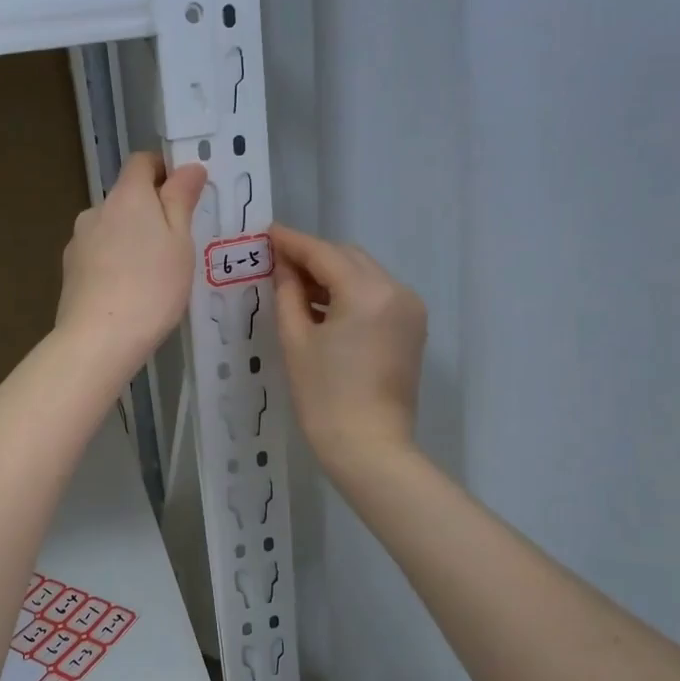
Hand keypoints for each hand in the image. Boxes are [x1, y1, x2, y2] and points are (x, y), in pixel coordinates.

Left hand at [56, 153, 206, 373]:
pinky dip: (114, 264)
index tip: (184, 194)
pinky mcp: (69, 271)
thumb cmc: (152, 286)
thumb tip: (189, 167)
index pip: (142, 162)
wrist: (99, 339)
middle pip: (126, 198)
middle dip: (150, 212)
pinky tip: (129, 292)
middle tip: (177, 245)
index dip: (164, 170)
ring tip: (153, 275)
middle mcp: (96, 211)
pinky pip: (98, 256)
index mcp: (127, 196)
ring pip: (111, 229)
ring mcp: (78, 242)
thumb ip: (181, 200)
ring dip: (131, 240)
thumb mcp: (180, 242)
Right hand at [271, 225, 426, 471]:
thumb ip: (288, 294)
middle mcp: (396, 290)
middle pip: (348, 258)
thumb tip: (282, 266)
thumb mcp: (296, 341)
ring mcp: (409, 309)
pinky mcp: (412, 328)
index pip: (324, 253)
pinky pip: (377, 295)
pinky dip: (350, 294)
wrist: (370, 448)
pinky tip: (323, 308)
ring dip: (332, 275)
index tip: (267, 232)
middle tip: (277, 265)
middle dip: (313, 257)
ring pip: (364, 274)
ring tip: (295, 289)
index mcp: (367, 292)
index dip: (292, 242)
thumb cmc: (324, 397)